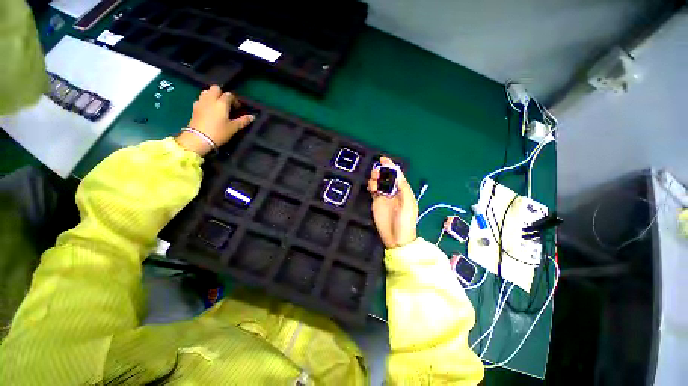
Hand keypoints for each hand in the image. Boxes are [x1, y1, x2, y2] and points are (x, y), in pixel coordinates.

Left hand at [175, 85, 254, 155]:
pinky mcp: (194, 107)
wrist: (199, 139)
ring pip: (206, 92)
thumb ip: (243, 121)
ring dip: (212, 96)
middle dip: (222, 94)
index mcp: (222, 103)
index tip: (238, 108)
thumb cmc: (219, 132)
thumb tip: (253, 116)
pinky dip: (205, 101)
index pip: (229, 95)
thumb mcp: (233, 128)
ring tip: (217, 106)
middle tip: (227, 104)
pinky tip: (208, 109)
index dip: (235, 100)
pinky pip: (201, 99)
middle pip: (216, 89)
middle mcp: (211, 99)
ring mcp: (201, 102)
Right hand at [367, 157, 417, 248]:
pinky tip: (371, 188)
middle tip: (376, 175)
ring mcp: (384, 197)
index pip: (396, 175)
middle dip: (381, 172)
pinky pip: (373, 190)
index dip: (390, 166)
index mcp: (403, 190)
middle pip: (386, 177)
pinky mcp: (376, 202)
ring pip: (378, 182)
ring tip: (374, 185)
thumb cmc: (405, 221)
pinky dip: (371, 186)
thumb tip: (397, 172)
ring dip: (375, 179)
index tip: (383, 159)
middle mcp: (393, 192)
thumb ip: (403, 187)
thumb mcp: (408, 203)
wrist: (397, 239)